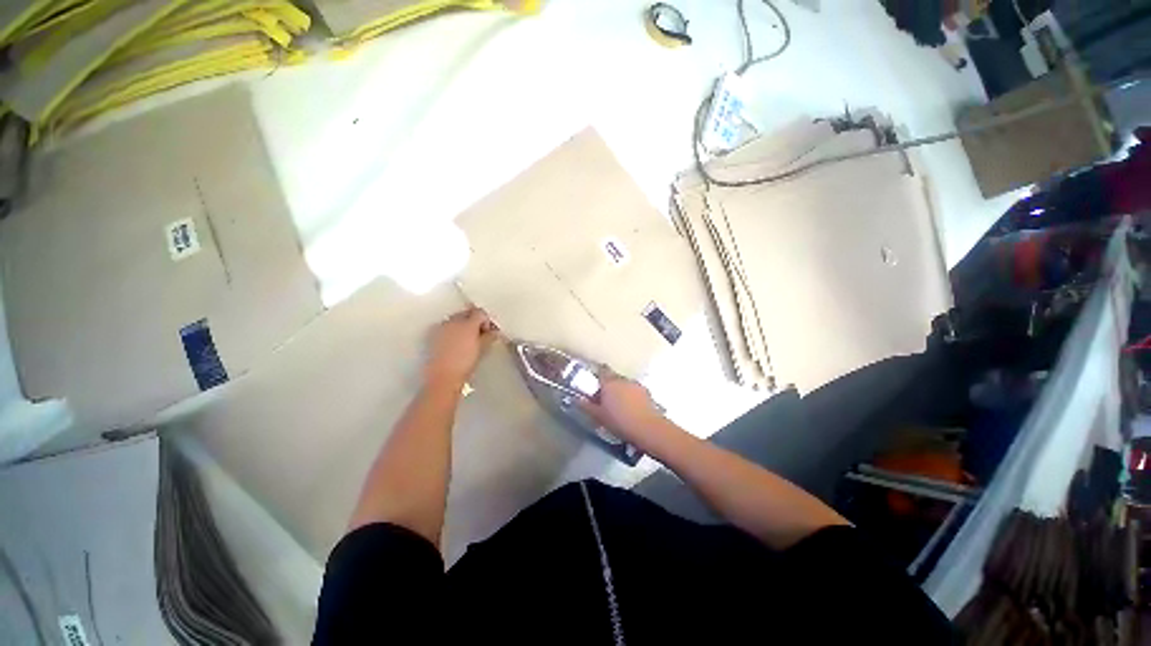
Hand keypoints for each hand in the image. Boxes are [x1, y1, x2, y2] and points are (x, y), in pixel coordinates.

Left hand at [424, 307, 497, 388]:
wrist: (443, 376)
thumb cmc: (464, 363)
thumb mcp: (482, 349)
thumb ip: (489, 337)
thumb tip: (493, 332)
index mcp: (468, 324)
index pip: (480, 313)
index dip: (486, 321)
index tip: (489, 330)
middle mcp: (453, 321)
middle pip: (467, 314)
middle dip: (474, 321)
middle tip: (480, 334)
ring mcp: (442, 327)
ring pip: (456, 319)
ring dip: (463, 326)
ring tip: (467, 340)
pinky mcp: (433, 334)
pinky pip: (446, 327)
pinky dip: (452, 331)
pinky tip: (455, 343)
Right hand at [579, 371, 665, 442]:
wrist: (647, 428)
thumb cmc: (619, 421)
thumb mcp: (598, 416)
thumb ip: (586, 406)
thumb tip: (577, 399)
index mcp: (609, 382)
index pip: (602, 371)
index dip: (598, 375)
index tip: (594, 383)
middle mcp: (622, 379)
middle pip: (613, 378)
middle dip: (608, 385)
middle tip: (604, 399)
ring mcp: (636, 385)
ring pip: (624, 384)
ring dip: (620, 391)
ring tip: (618, 405)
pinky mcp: (646, 392)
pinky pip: (634, 391)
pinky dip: (631, 396)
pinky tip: (631, 409)